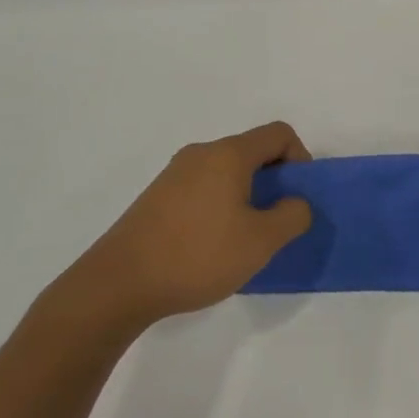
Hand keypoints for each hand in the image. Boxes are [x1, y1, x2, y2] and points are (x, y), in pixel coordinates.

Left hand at [43, 121, 313, 338]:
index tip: (298, 196)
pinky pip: (203, 188)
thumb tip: (296, 203)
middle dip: (274, 181)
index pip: (278, 133)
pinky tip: (212, 245)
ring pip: (226, 172)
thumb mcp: (261, 241)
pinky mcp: (157, 197)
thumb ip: (292, 216)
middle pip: (251, 151)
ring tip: (244, 238)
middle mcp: (201, 154)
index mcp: (228, 154)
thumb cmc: (197, 255)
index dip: (300, 158)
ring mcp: (174, 174)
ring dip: (247, 196)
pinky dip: (220, 205)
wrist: (118, 284)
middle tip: (276, 222)